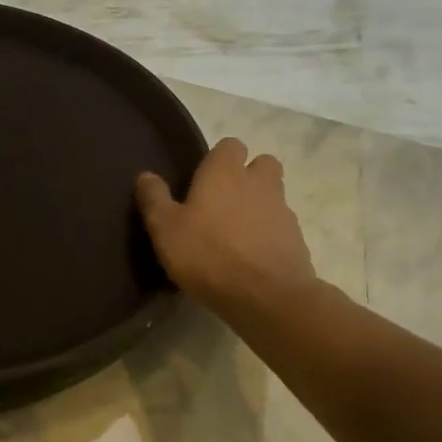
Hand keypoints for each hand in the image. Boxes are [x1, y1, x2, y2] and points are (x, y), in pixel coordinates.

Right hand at [135, 138, 316, 315]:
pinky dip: (269, 236)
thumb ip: (154, 199)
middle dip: (248, 176)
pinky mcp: (296, 240)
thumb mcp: (165, 228)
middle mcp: (258, 183)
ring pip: (273, 196)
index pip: (229, 145)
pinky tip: (251, 258)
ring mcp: (282, 211)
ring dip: (259, 206)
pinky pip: (281, 228)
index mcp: (225, 172)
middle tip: (225, 201)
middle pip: (262, 164)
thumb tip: (145, 176)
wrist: (266, 296)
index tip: (203, 179)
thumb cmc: (208, 254)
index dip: (218, 158)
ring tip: (236, 234)